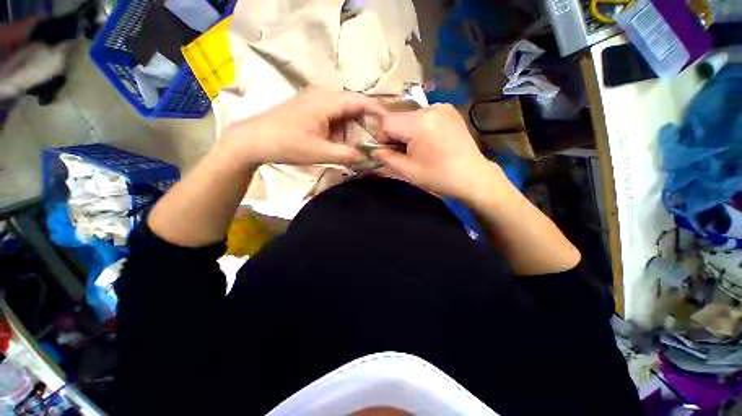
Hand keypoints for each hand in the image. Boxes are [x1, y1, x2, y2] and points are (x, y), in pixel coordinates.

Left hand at [222, 89, 385, 167]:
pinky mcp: (309, 108)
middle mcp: (323, 95)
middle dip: (366, 123)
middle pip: (353, 106)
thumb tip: (366, 157)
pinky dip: (341, 128)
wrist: (253, 139)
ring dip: (352, 127)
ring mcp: (315, 101)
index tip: (390, 122)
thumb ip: (346, 154)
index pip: (360, 101)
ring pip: (343, 111)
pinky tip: (340, 140)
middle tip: (375, 139)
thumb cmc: (287, 144)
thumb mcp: (320, 152)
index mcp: (327, 101)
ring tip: (358, 144)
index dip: (378, 111)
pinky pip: (333, 115)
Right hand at [373, 104, 506, 201]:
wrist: (472, 177)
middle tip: (404, 152)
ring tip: (418, 147)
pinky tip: (429, 140)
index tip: (389, 152)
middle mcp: (430, 108)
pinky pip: (424, 115)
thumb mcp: (407, 171)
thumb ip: (386, 157)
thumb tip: (374, 149)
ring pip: (410, 116)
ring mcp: (442, 107)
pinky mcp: (449, 110)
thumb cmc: (438, 177)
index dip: (383, 137)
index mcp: (419, 123)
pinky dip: (420, 126)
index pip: (386, 121)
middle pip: (399, 117)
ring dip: (407, 130)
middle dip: (395, 134)